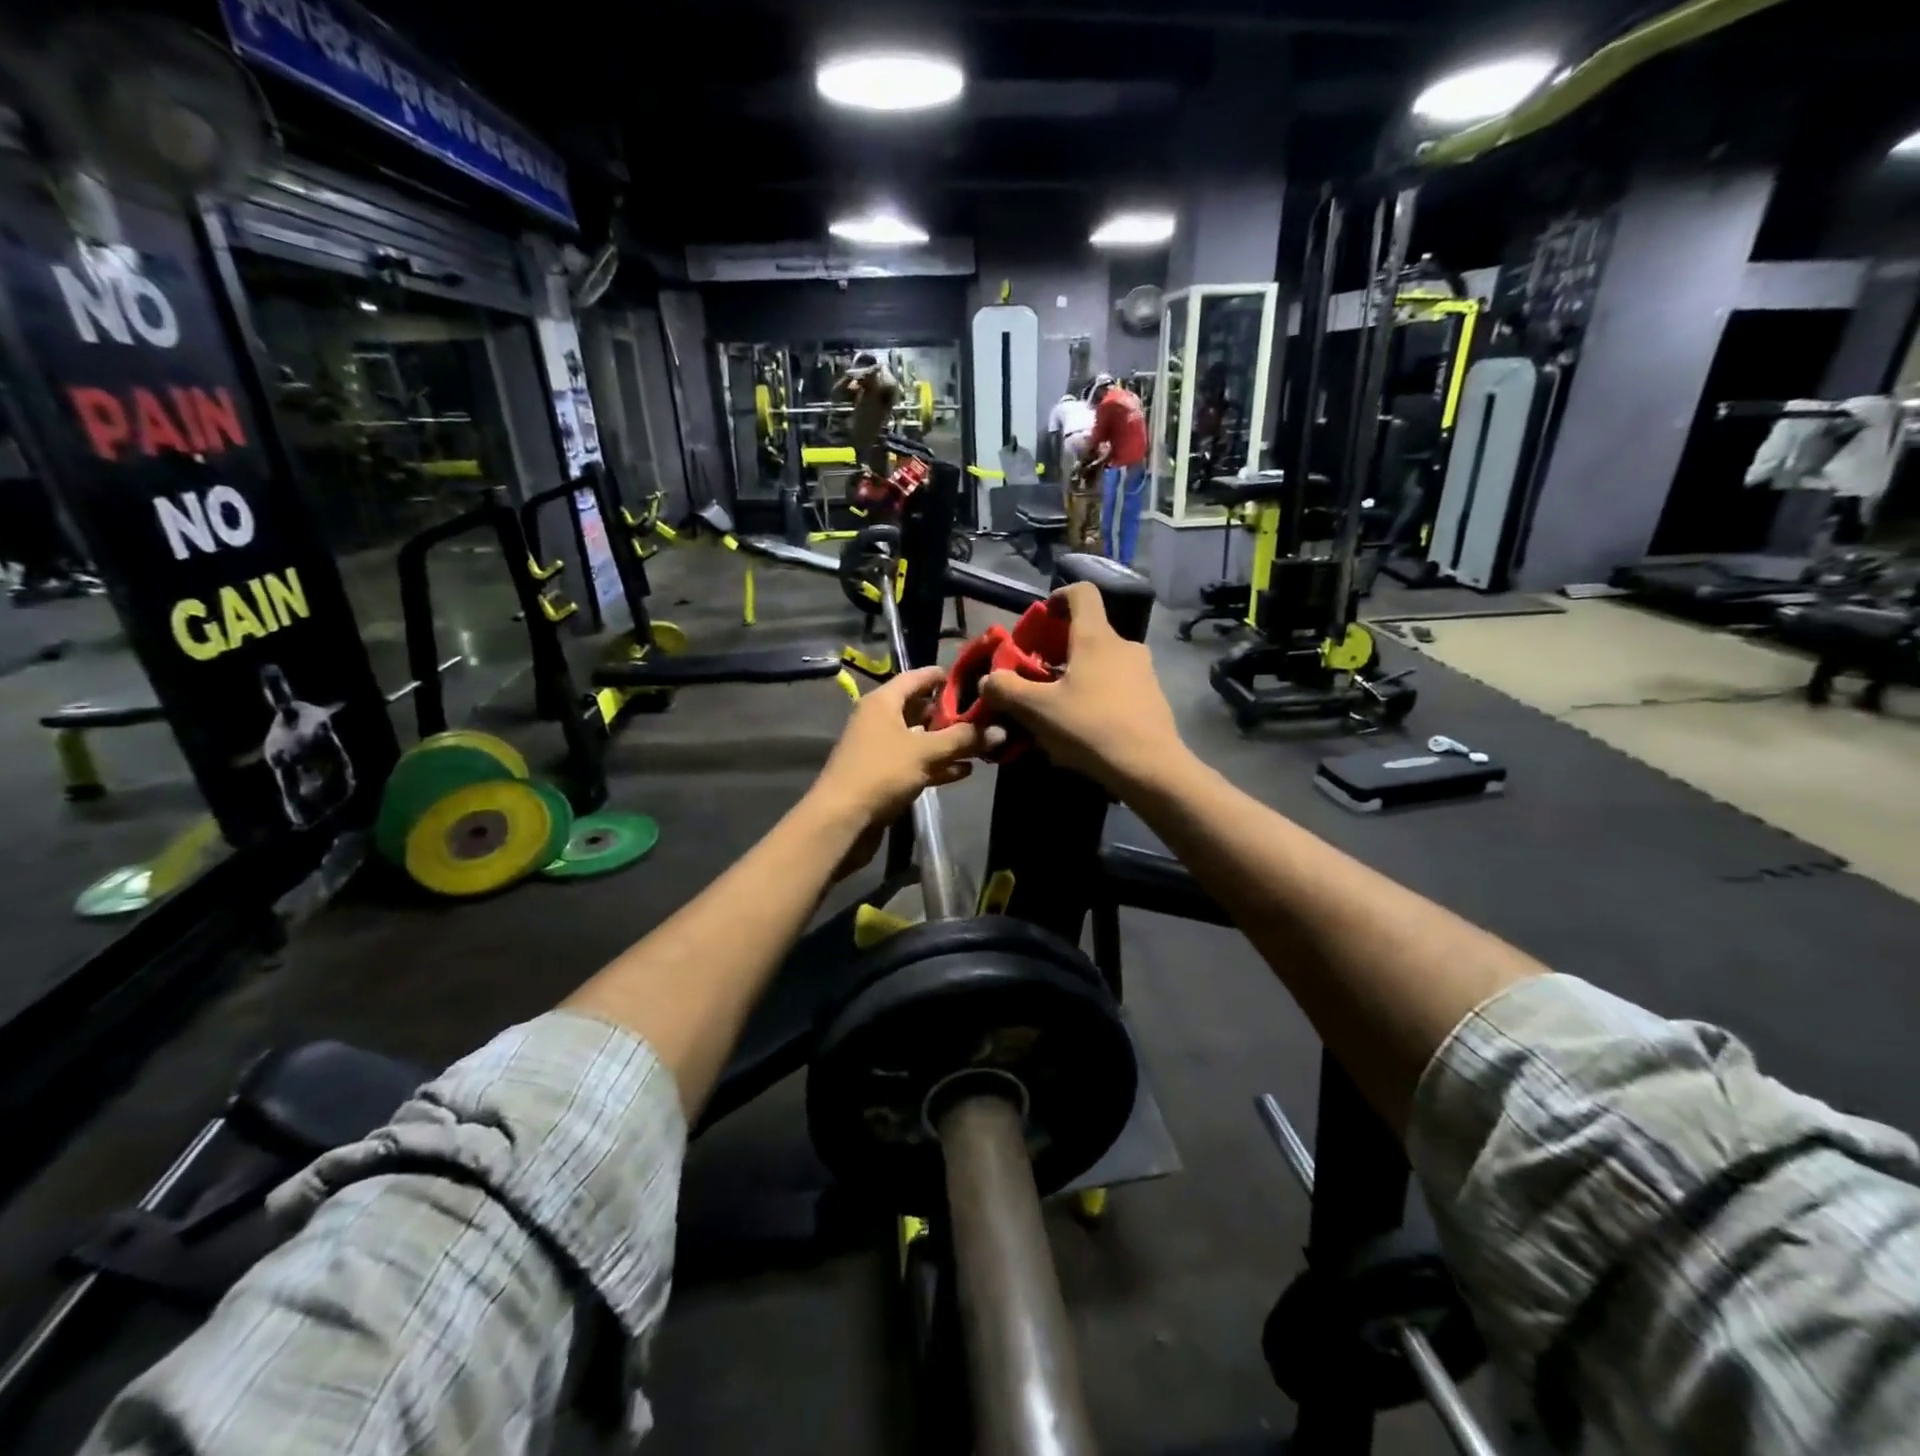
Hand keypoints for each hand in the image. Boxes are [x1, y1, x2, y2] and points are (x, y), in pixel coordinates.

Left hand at [810, 666, 985, 832]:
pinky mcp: (884, 776)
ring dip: (948, 742)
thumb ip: (963, 739)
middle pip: (920, 709)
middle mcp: (880, 720)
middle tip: (986, 715)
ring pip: (920, 739)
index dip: (944, 677)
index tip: (974, 679)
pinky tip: (965, 770)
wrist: (842, 820)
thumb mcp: (926, 752)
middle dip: (952, 714)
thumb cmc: (881, 772)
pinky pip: (916, 763)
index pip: (916, 677)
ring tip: (983, 743)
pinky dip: (938, 765)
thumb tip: (1000, 730)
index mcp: (883, 702)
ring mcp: (881, 749)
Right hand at [979, 583, 1186, 794]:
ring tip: (1058, 708)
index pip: (1082, 593)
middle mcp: (1124, 646)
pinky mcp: (1152, 698)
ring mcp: (1143, 672)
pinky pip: (1117, 686)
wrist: (1150, 768)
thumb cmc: (1091, 727)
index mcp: (1096, 637)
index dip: (1058, 597)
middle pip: (1088, 633)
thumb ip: (1006, 690)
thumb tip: (989, 680)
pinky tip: (1084, 728)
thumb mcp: (1037, 710)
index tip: (1042, 618)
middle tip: (1038, 676)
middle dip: (1059, 650)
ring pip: (1102, 663)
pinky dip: (1097, 696)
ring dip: (1078, 676)